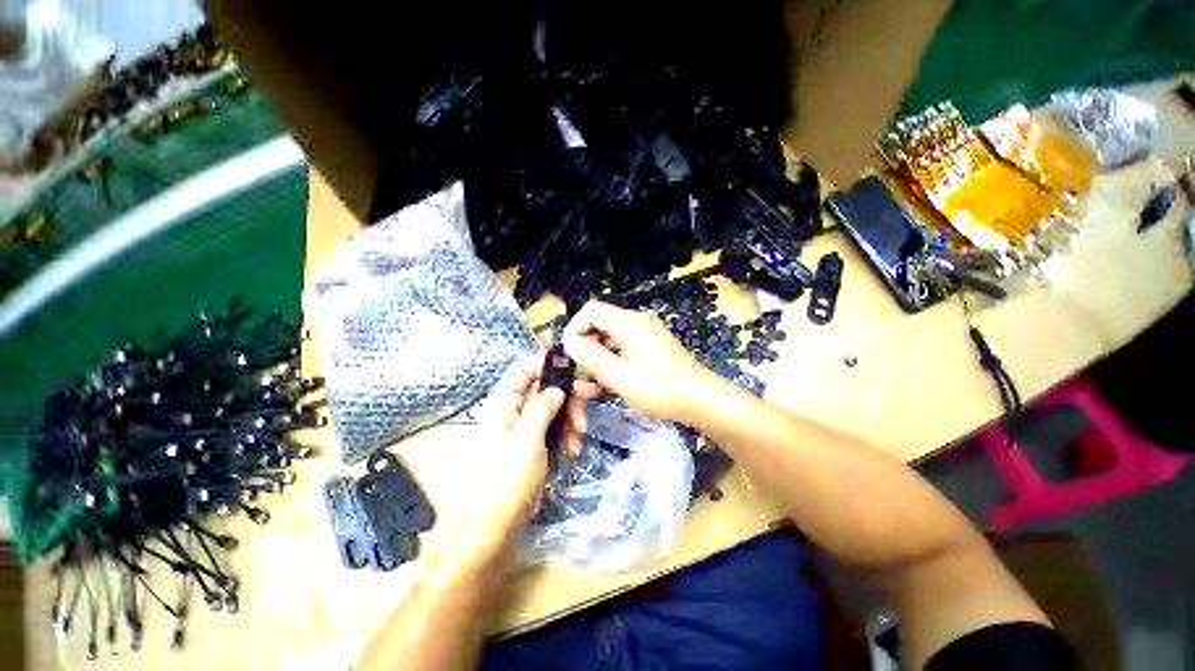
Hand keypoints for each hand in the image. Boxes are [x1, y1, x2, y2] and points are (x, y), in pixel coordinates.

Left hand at [478, 367, 598, 532]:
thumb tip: (557, 388)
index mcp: (506, 404)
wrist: (497, 521)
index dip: (550, 370)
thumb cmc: (508, 477)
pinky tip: (572, 453)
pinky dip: (568, 437)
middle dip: (569, 402)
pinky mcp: (538, 443)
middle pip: (548, 391)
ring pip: (557, 410)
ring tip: (577, 445)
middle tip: (585, 417)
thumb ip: (541, 407)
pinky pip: (558, 429)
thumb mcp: (526, 438)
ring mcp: (528, 428)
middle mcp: (516, 411)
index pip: (527, 372)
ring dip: (572, 424)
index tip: (575, 378)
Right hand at [562, 301, 716, 422]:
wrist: (700, 399)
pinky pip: (623, 346)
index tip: (570, 353)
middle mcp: (636, 321)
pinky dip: (614, 360)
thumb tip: (570, 342)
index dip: (575, 328)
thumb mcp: (619, 377)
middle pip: (600, 324)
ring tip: (598, 384)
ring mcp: (645, 332)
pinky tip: (614, 381)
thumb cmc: (659, 390)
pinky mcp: (650, 343)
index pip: (591, 310)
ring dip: (600, 358)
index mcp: (629, 323)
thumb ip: (591, 357)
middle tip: (584, 375)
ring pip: (610, 337)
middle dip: (587, 347)